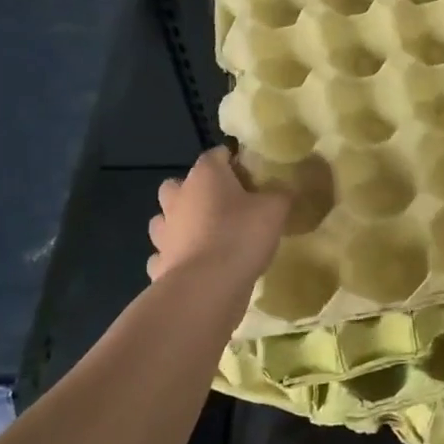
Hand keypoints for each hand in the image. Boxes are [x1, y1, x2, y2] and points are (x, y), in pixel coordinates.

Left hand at [146, 147, 289, 283]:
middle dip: (196, 190)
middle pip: (179, 184)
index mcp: (205, 176)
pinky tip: (195, 265)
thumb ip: (281, 194)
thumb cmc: (241, 236)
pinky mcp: (159, 265)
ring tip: (207, 235)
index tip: (250, 174)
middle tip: (223, 204)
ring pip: (165, 219)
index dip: (233, 161)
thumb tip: (284, 190)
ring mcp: (164, 233)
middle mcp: (178, 198)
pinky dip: (175, 257)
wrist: (206, 289)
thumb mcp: (275, 209)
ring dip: (180, 223)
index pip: (216, 154)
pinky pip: (164, 255)